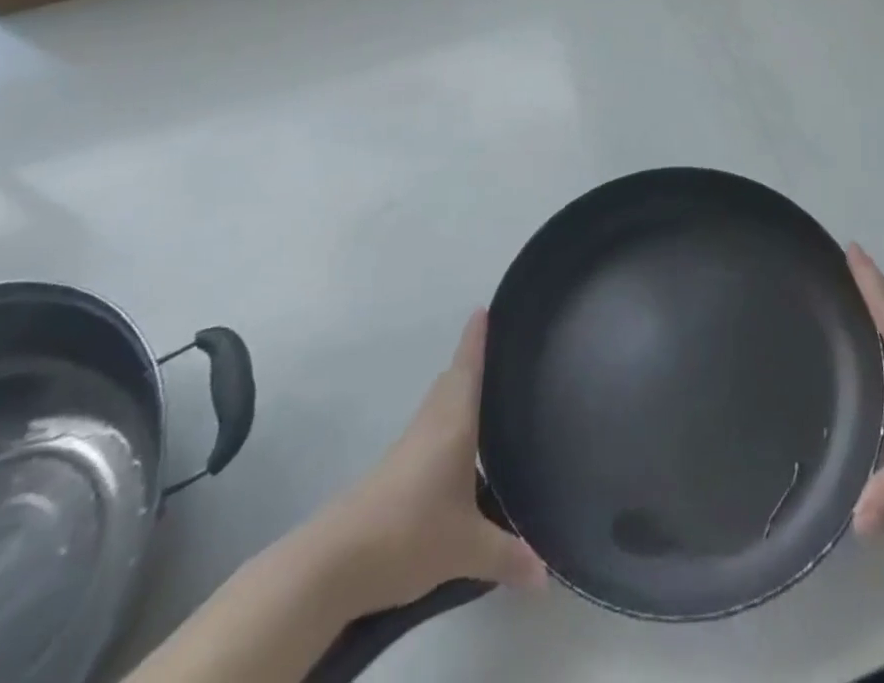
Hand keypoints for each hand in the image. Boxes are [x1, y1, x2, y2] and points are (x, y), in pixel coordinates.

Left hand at [295, 311, 546, 610]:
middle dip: (472, 364)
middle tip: (502, 355)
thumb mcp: (467, 549)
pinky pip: (429, 432)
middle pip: (452, 382)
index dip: (476, 337)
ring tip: (488, 399)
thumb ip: (509, 556)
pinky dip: (448, 427)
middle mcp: (431, 425)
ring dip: (459, 396)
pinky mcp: (394, 472)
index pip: (467, 368)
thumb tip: (548, 576)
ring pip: (439, 407)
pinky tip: (460, 455)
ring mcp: (408, 448)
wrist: (334, 563)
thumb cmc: (408, 533)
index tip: (483, 308)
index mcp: (453, 423)